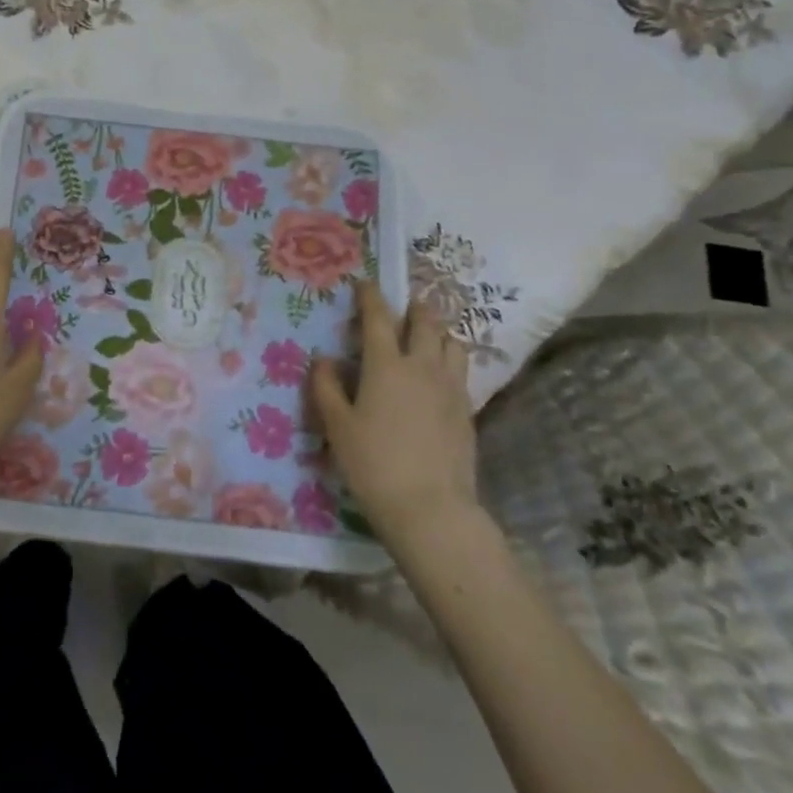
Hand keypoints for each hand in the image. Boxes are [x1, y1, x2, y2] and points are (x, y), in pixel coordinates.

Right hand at [311, 281, 477, 541]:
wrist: (431, 510)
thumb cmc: (374, 464)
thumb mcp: (337, 426)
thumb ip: (326, 387)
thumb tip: (324, 360)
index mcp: (386, 365)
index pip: (379, 317)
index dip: (371, 296)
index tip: (364, 283)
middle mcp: (422, 367)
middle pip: (425, 323)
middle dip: (414, 307)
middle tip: (404, 305)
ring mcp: (450, 389)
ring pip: (453, 343)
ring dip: (438, 331)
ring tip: (427, 335)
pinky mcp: (467, 412)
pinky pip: (461, 371)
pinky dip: (449, 360)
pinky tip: (438, 375)